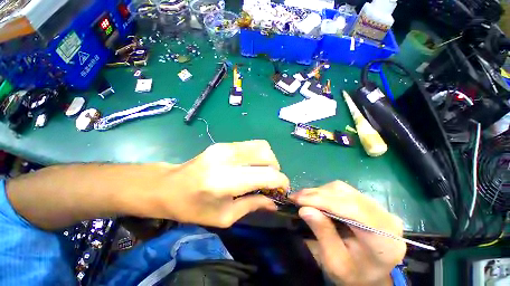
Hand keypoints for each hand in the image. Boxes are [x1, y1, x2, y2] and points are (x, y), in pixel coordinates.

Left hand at [148, 140, 288, 227]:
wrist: (168, 186)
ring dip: (268, 160)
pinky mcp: (223, 143)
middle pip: (267, 154)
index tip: (282, 190)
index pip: (267, 175)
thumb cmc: (193, 207)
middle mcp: (227, 158)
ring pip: (261, 145)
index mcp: (226, 181)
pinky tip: (250, 166)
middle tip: (270, 182)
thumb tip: (273, 202)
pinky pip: (250, 145)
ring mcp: (225, 147)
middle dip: (275, 168)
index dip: (281, 182)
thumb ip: (252, 205)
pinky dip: (257, 155)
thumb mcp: (224, 217)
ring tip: (262, 173)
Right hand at [290, 181, 405, 285]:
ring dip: (319, 192)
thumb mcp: (335, 262)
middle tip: (295, 197)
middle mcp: (385, 217)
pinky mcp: (367, 202)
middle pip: (346, 195)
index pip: (352, 209)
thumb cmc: (354, 274)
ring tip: (302, 198)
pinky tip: (314, 198)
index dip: (322, 200)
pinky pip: (343, 191)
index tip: (298, 199)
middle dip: (317, 194)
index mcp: (384, 239)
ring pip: (343, 189)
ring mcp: (378, 207)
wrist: (371, 274)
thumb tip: (305, 209)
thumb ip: (323, 235)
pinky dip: (324, 192)